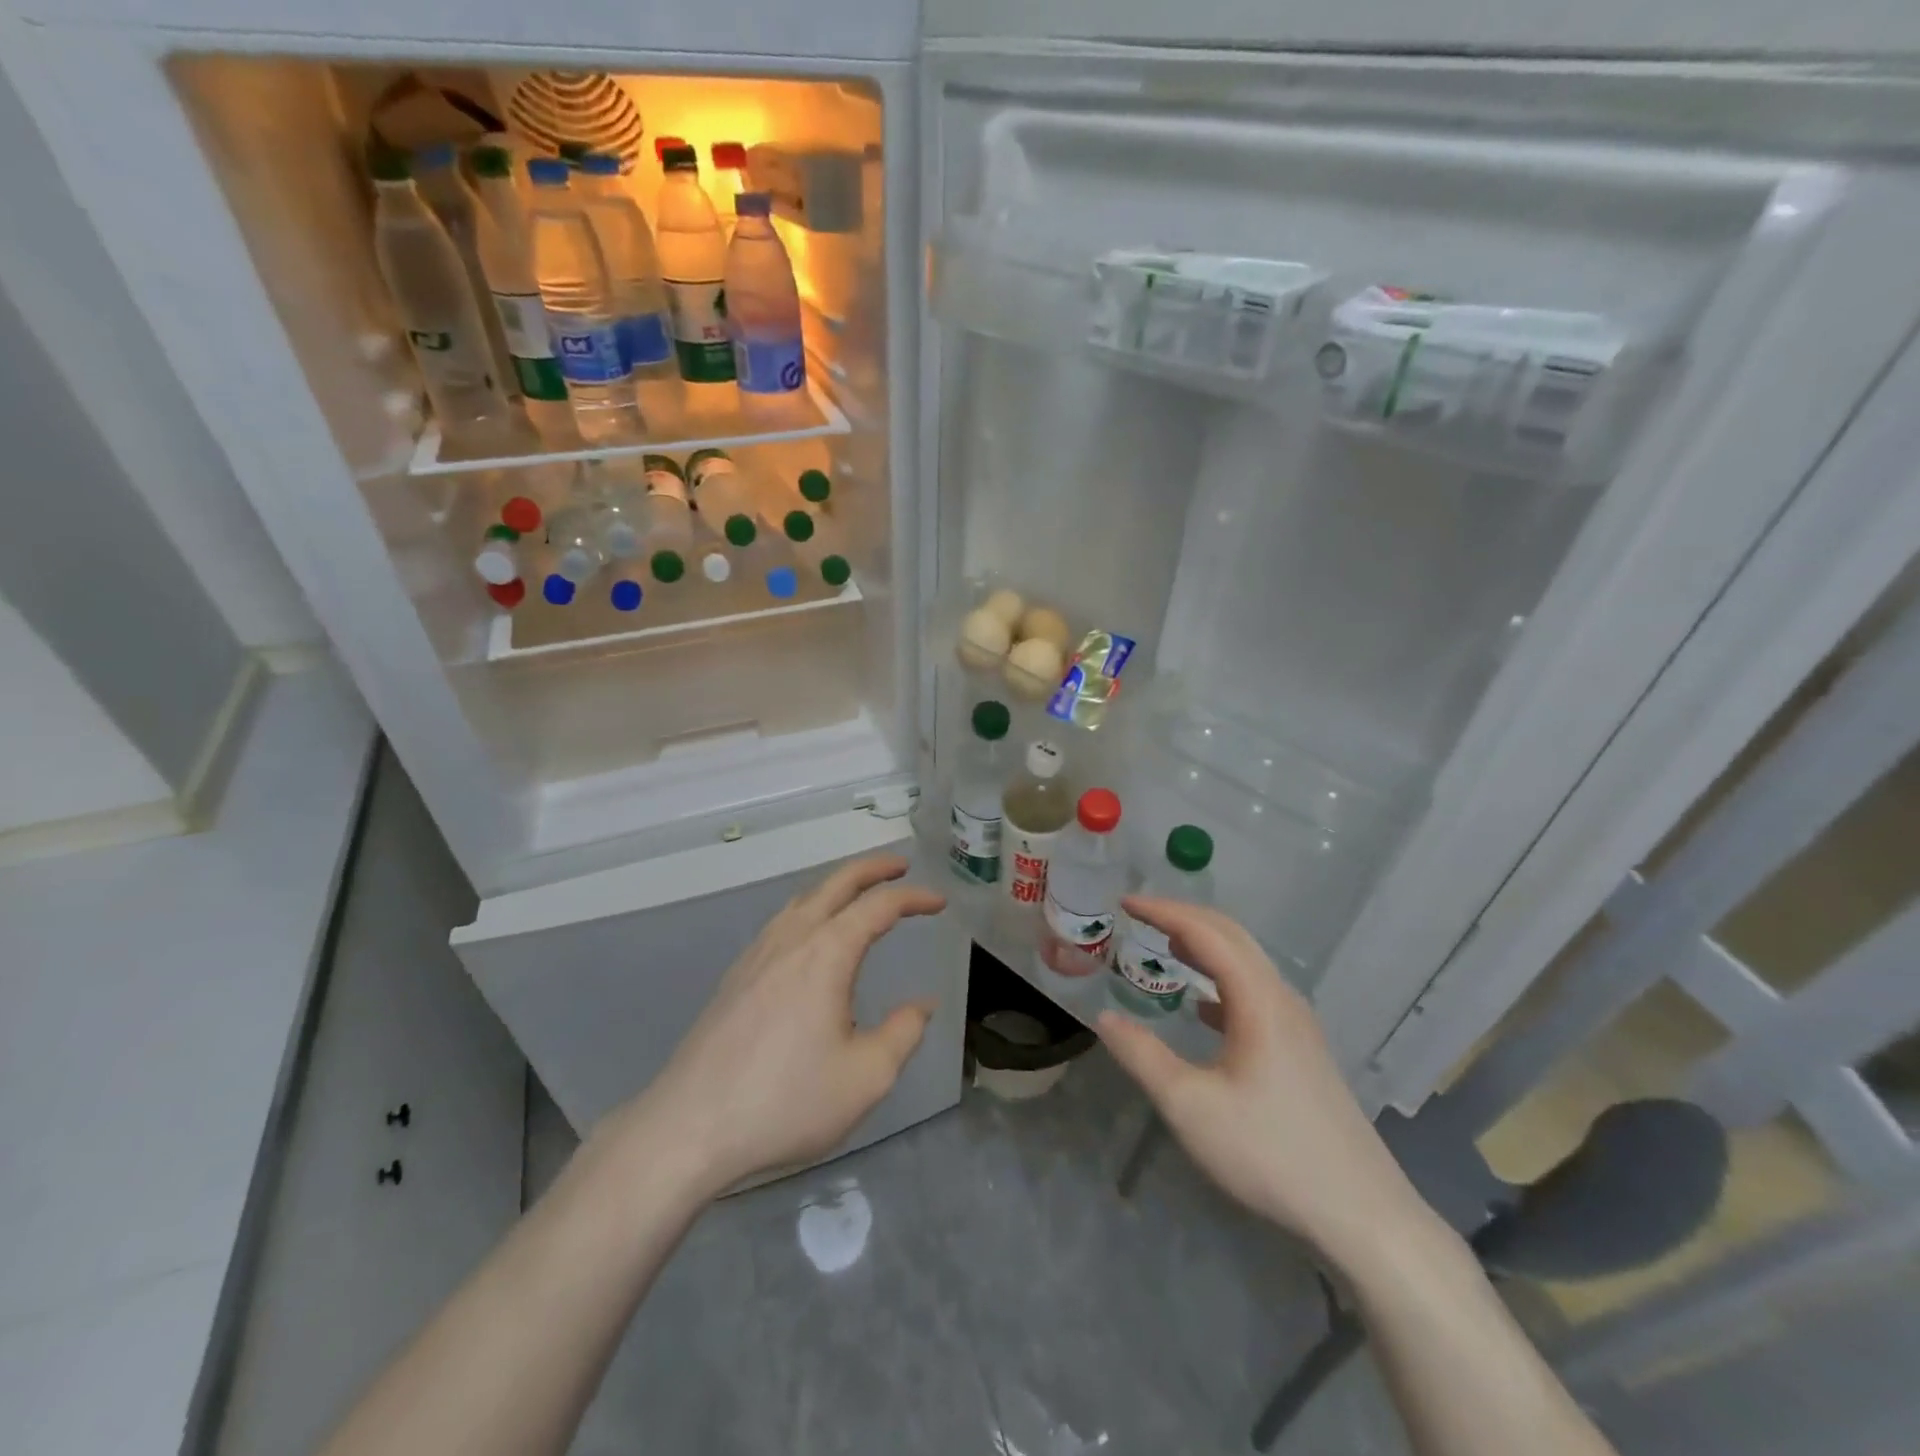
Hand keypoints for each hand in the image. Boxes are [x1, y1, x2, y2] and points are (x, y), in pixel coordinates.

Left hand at [627, 855, 944, 1195]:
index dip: (913, 898)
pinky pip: (781, 922)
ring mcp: (757, 955)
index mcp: (826, 954)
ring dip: (836, 886)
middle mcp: (791, 940)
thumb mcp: (865, 1077)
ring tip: (858, 895)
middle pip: (835, 884)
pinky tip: (809, 937)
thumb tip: (922, 1004)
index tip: (939, 902)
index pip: (878, 906)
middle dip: (871, 868)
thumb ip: (903, 1033)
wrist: (689, 1128)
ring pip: (802, 899)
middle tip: (901, 866)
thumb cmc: (786, 1102)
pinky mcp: (735, 977)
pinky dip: (809, 909)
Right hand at [1097, 899, 1432, 1269]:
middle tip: (1140, 915)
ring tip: (1167, 946)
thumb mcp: (1190, 1107)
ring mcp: (1298, 1026)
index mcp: (1258, 1000)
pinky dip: (1222, 982)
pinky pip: (1256, 994)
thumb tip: (1104, 1018)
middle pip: (1232, 937)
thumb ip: (1142, 1056)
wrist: (1361, 1214)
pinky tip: (1203, 1008)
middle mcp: (1282, 999)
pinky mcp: (1303, 1051)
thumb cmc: (1270, 1153)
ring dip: (1205, 946)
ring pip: (1247, 965)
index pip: (1207, 933)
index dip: (1164, 911)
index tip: (1125, 902)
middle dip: (1184, 918)